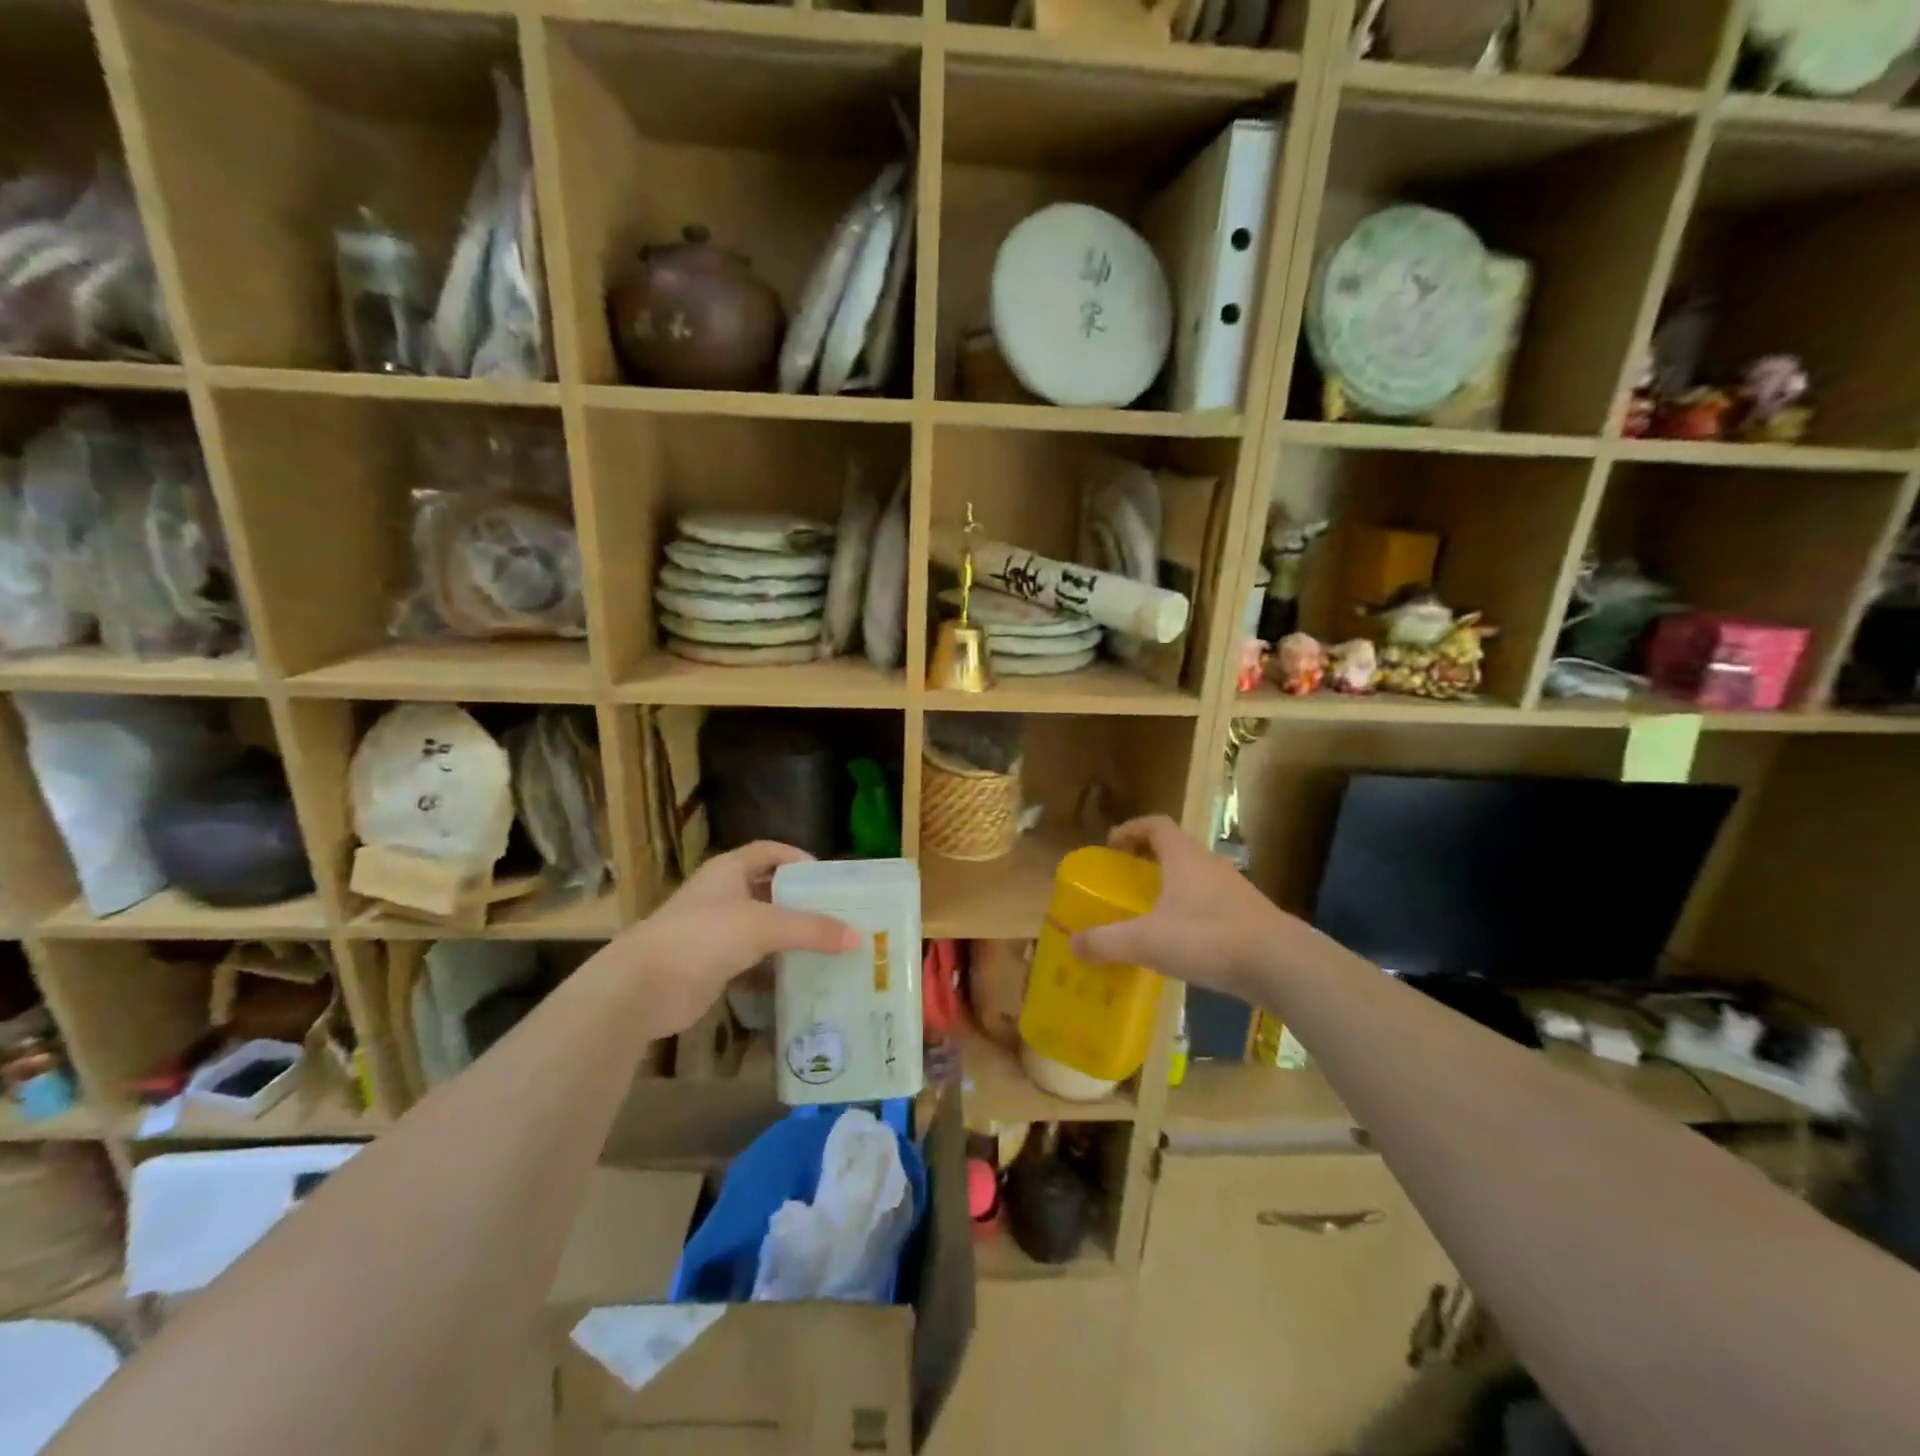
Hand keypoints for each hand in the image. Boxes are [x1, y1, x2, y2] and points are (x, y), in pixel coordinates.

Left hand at [617, 842, 858, 1035]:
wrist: (643, 987)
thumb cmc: (703, 936)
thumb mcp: (763, 925)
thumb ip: (811, 929)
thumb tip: (858, 938)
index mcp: (728, 870)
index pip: (769, 851)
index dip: (797, 857)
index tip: (827, 877)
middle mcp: (721, 895)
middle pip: (768, 889)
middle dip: (800, 900)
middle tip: (837, 913)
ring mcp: (714, 932)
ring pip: (761, 927)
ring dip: (789, 936)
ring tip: (828, 945)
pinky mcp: (712, 966)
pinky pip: (752, 961)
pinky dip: (774, 967)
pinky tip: (800, 977)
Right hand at [1068, 816, 1296, 998]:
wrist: (1280, 964)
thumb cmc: (1208, 938)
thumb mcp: (1147, 941)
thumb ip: (1107, 941)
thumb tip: (1073, 944)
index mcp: (1183, 857)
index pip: (1155, 824)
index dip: (1131, 829)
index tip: (1111, 846)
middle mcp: (1209, 864)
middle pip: (1174, 848)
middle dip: (1147, 859)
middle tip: (1126, 880)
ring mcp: (1233, 889)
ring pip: (1195, 876)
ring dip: (1171, 885)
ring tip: (1150, 912)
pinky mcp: (1248, 915)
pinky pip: (1211, 902)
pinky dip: (1191, 911)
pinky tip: (1182, 941)